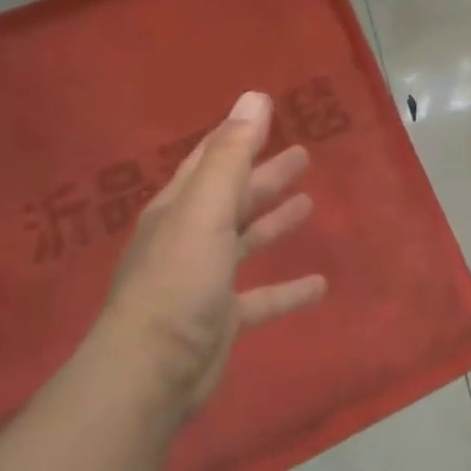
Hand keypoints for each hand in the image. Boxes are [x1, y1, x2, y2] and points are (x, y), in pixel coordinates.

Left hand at [98, 92, 326, 417]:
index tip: (265, 114)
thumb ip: (231, 156)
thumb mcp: (206, 211)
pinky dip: (288, 289)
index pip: (210, 161)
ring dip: (275, 222)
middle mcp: (189, 238)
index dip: (237, 137)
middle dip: (265, 176)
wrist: (151, 372)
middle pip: (234, 198)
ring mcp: (204, 280)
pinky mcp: (221, 319)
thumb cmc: (179, 282)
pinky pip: (262, 297)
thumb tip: (255, 98)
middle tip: (303, 156)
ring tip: (310, 205)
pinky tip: (320, 285)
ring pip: (247, 241)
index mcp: (180, 209)